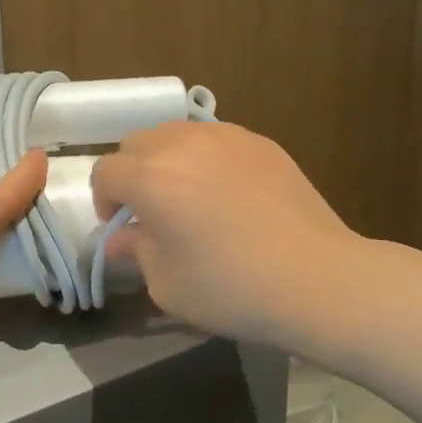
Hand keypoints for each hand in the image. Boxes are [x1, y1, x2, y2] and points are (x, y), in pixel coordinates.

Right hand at [90, 121, 359, 347]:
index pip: (105, 172)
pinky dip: (207, 158)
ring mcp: (225, 136)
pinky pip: (215, 139)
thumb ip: (135, 251)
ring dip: (168, 160)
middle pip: (136, 143)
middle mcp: (182, 144)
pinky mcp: (260, 142)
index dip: (105, 201)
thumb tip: (120, 237)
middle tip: (154, 210)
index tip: (125, 228)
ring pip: (175, 134)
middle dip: (133, 174)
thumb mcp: (167, 284)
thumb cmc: (232, 288)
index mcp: (150, 177)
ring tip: (191, 196)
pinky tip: (231, 193)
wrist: (316, 278)